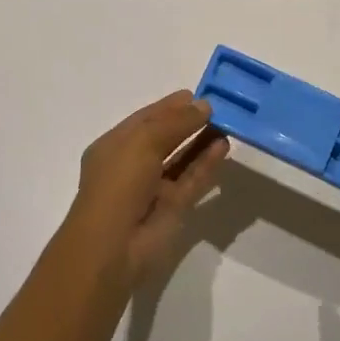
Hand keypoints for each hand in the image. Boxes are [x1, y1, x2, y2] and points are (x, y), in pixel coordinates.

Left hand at [65, 90, 229, 283]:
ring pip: (181, 159)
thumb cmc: (119, 182)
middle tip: (218, 108)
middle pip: (165, 138)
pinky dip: (207, 164)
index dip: (169, 106)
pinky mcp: (172, 209)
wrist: (113, 246)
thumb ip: (176, 121)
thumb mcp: (143, 140)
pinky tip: (223, 147)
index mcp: (115, 146)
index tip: (196, 94)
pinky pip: (192, 180)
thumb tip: (204, 106)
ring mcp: (153, 188)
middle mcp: (132, 165)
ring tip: (226, 124)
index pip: (145, 119)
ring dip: (201, 142)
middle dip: (188, 122)